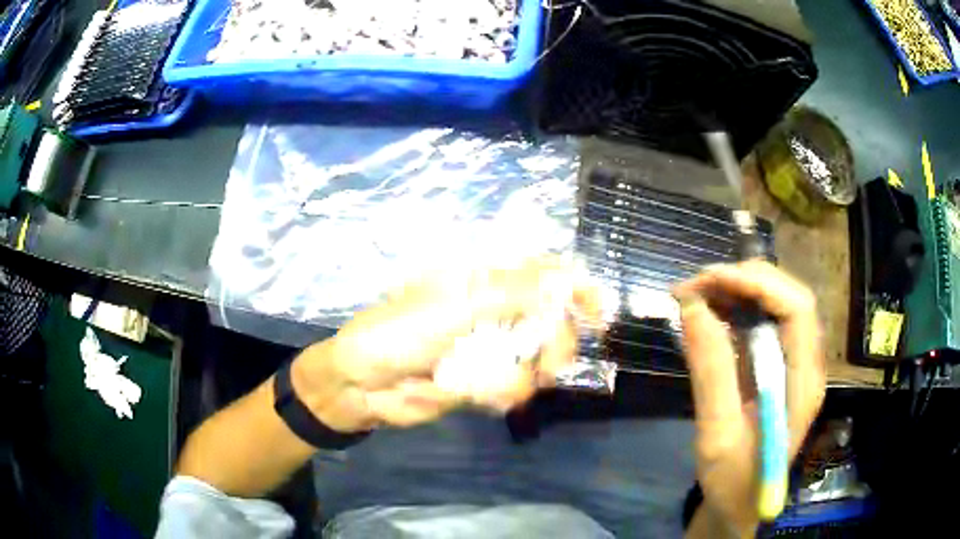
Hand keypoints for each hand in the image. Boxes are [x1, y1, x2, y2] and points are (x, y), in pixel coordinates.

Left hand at [290, 257, 601, 432]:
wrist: (363, 384)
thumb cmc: (399, 332)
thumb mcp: (456, 305)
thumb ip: (515, 292)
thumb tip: (567, 276)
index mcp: (483, 282)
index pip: (542, 274)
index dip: (575, 288)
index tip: (600, 313)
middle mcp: (491, 312)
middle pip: (548, 322)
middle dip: (555, 344)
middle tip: (552, 364)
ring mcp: (487, 349)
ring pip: (534, 361)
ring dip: (519, 375)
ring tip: (488, 384)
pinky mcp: (481, 382)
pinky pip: (511, 389)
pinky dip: (498, 394)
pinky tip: (473, 394)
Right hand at [674, 261, 825, 534]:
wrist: (740, 506)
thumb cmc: (732, 481)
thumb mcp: (717, 435)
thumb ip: (711, 372)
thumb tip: (693, 307)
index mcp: (803, 383)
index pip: (798, 309)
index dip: (758, 284)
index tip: (710, 281)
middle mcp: (806, 365)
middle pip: (790, 299)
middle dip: (745, 280)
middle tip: (697, 285)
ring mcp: (795, 365)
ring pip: (778, 305)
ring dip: (740, 290)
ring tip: (698, 293)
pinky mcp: (779, 368)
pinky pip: (765, 324)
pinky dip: (738, 309)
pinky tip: (712, 311)